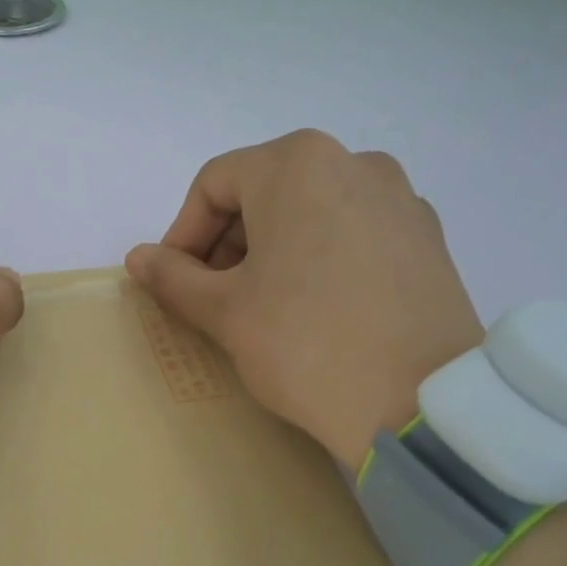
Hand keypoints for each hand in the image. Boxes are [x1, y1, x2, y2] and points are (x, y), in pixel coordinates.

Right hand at [124, 129, 483, 468]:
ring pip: (310, 210)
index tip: (175, 281)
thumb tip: (138, 258)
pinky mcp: (428, 238)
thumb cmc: (305, 343)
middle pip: (265, 191)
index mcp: (297, 164)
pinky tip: (317, 307)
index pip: (214, 184)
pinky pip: (353, 231)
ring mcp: (400, 198)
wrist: (423, 403)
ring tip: (264, 305)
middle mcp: (353, 162)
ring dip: (272, 249)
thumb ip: (173, 277)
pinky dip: (320, 256)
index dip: (183, 233)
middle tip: (214, 297)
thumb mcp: (224, 311)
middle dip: (227, 242)